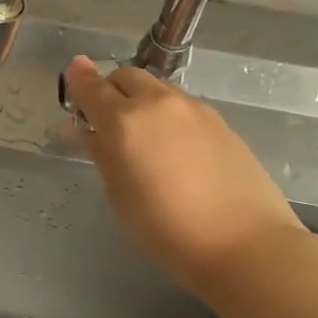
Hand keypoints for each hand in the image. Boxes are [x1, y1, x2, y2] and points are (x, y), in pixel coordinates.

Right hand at [64, 56, 307, 298]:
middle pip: (126, 77)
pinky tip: (174, 148)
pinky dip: (168, 115)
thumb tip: (87, 131)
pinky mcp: (220, 121)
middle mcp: (157, 103)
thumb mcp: (119, 195)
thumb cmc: (165, 229)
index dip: (78, 80)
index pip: (91, 87)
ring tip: (143, 136)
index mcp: (123, 121)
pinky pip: (182, 106)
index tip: (73, 75)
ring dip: (141, 101)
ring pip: (157, 89)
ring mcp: (194, 109)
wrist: (244, 243)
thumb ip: (102, 154)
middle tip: (106, 119)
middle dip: (111, 90)